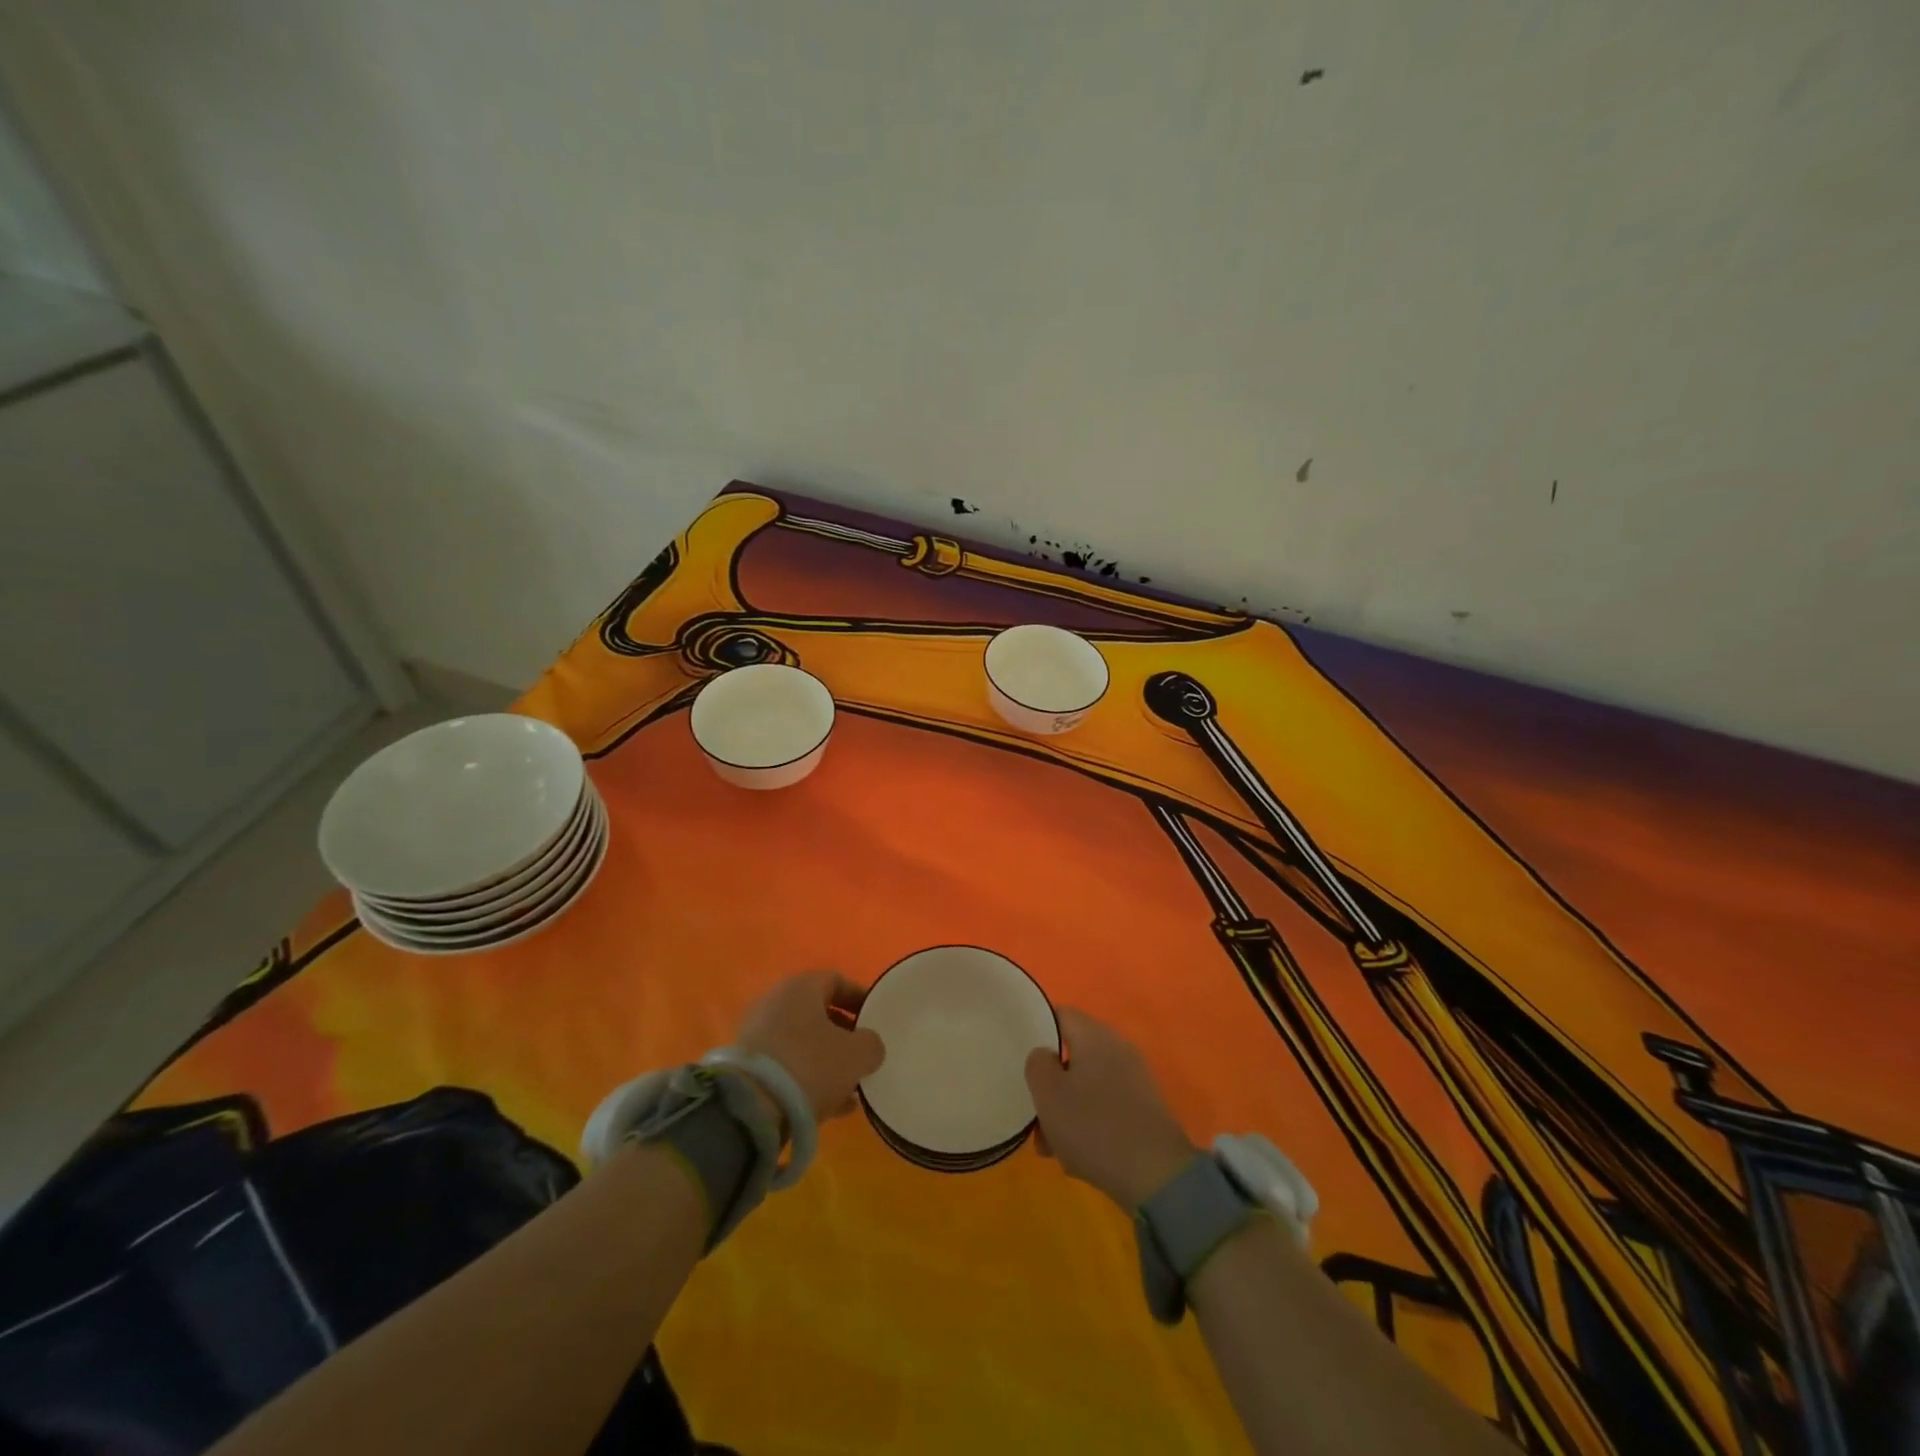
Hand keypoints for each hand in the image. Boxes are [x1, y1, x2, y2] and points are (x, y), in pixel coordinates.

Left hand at [735, 971, 884, 1128]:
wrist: (751, 1108)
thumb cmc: (810, 1065)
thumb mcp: (856, 1055)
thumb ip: (871, 1045)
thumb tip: (868, 1046)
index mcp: (800, 987)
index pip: (836, 980)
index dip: (859, 998)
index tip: (876, 1019)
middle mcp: (775, 1002)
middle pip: (818, 1012)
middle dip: (844, 1034)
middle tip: (863, 1054)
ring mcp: (758, 1034)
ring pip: (803, 1042)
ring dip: (827, 1060)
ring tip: (851, 1086)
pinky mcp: (748, 1067)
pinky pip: (787, 1065)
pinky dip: (808, 1078)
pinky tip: (831, 1105)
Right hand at [1025, 1007, 1197, 1209]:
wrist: (1157, 1176)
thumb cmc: (1094, 1126)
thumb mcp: (1049, 1094)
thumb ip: (1038, 1064)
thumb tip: (1045, 1055)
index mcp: (1095, 1035)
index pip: (1060, 1014)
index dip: (1037, 1030)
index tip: (1020, 1056)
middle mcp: (1118, 1049)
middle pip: (1073, 1054)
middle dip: (1050, 1084)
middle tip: (1035, 1113)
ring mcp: (1135, 1079)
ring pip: (1087, 1085)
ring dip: (1066, 1109)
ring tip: (1051, 1146)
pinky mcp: (1144, 1109)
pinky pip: (1106, 1105)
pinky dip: (1089, 1123)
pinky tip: (1078, 1156)